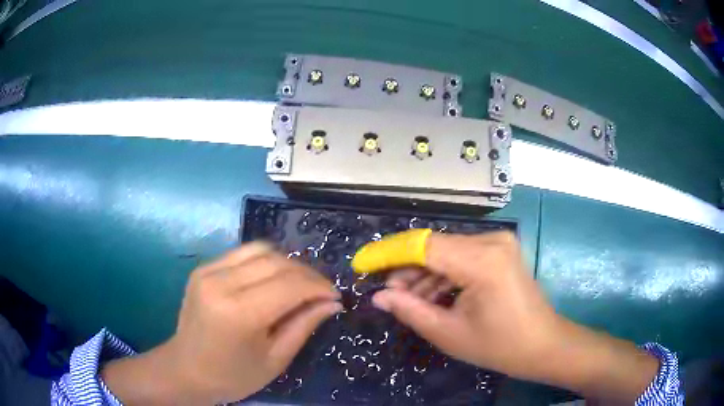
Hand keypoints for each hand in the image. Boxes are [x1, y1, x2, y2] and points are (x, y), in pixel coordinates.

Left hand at [102, 243, 341, 404]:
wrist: (186, 370)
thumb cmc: (233, 375)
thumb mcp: (275, 359)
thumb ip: (304, 325)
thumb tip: (332, 302)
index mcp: (239, 313)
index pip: (290, 285)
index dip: (319, 287)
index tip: (335, 296)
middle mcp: (221, 283)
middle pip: (277, 262)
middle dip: (307, 274)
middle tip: (321, 292)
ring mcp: (208, 271)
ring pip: (261, 250)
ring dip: (287, 264)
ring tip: (299, 284)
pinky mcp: (203, 268)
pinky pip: (242, 254)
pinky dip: (265, 262)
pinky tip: (272, 280)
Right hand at [372, 231, 561, 378]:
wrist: (544, 345)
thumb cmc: (500, 346)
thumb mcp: (449, 333)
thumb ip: (410, 310)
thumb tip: (379, 296)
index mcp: (481, 261)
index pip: (422, 246)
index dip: (388, 254)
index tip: (362, 264)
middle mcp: (491, 241)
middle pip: (434, 246)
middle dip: (406, 268)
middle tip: (388, 293)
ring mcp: (499, 243)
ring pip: (447, 251)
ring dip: (424, 273)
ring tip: (408, 299)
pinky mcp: (501, 250)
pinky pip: (462, 256)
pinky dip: (444, 274)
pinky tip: (433, 295)